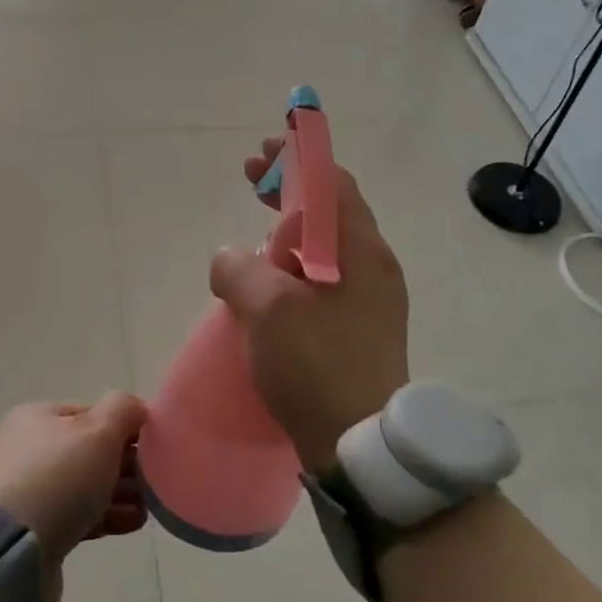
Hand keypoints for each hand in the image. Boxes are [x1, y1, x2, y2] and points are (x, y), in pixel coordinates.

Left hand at [0, 395, 148, 566]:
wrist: (8, 550)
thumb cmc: (57, 478)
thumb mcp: (98, 432)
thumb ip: (122, 411)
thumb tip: (136, 407)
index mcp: (39, 418)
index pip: (91, 413)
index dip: (125, 427)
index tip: (154, 446)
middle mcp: (30, 449)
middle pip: (89, 451)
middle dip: (125, 463)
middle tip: (156, 479)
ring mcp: (30, 491)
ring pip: (86, 486)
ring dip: (120, 492)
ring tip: (150, 506)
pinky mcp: (34, 530)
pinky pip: (79, 515)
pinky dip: (107, 515)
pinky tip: (133, 522)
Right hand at [209, 138, 409, 474]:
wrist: (360, 447)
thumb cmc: (317, 366)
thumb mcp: (267, 308)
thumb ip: (238, 268)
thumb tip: (229, 259)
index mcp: (362, 251)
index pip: (333, 183)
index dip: (298, 160)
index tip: (263, 154)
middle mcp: (372, 269)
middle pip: (328, 213)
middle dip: (288, 193)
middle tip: (251, 184)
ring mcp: (368, 302)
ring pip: (322, 250)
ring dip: (286, 235)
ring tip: (251, 243)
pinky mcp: (356, 332)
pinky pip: (320, 283)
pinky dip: (291, 271)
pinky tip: (264, 291)